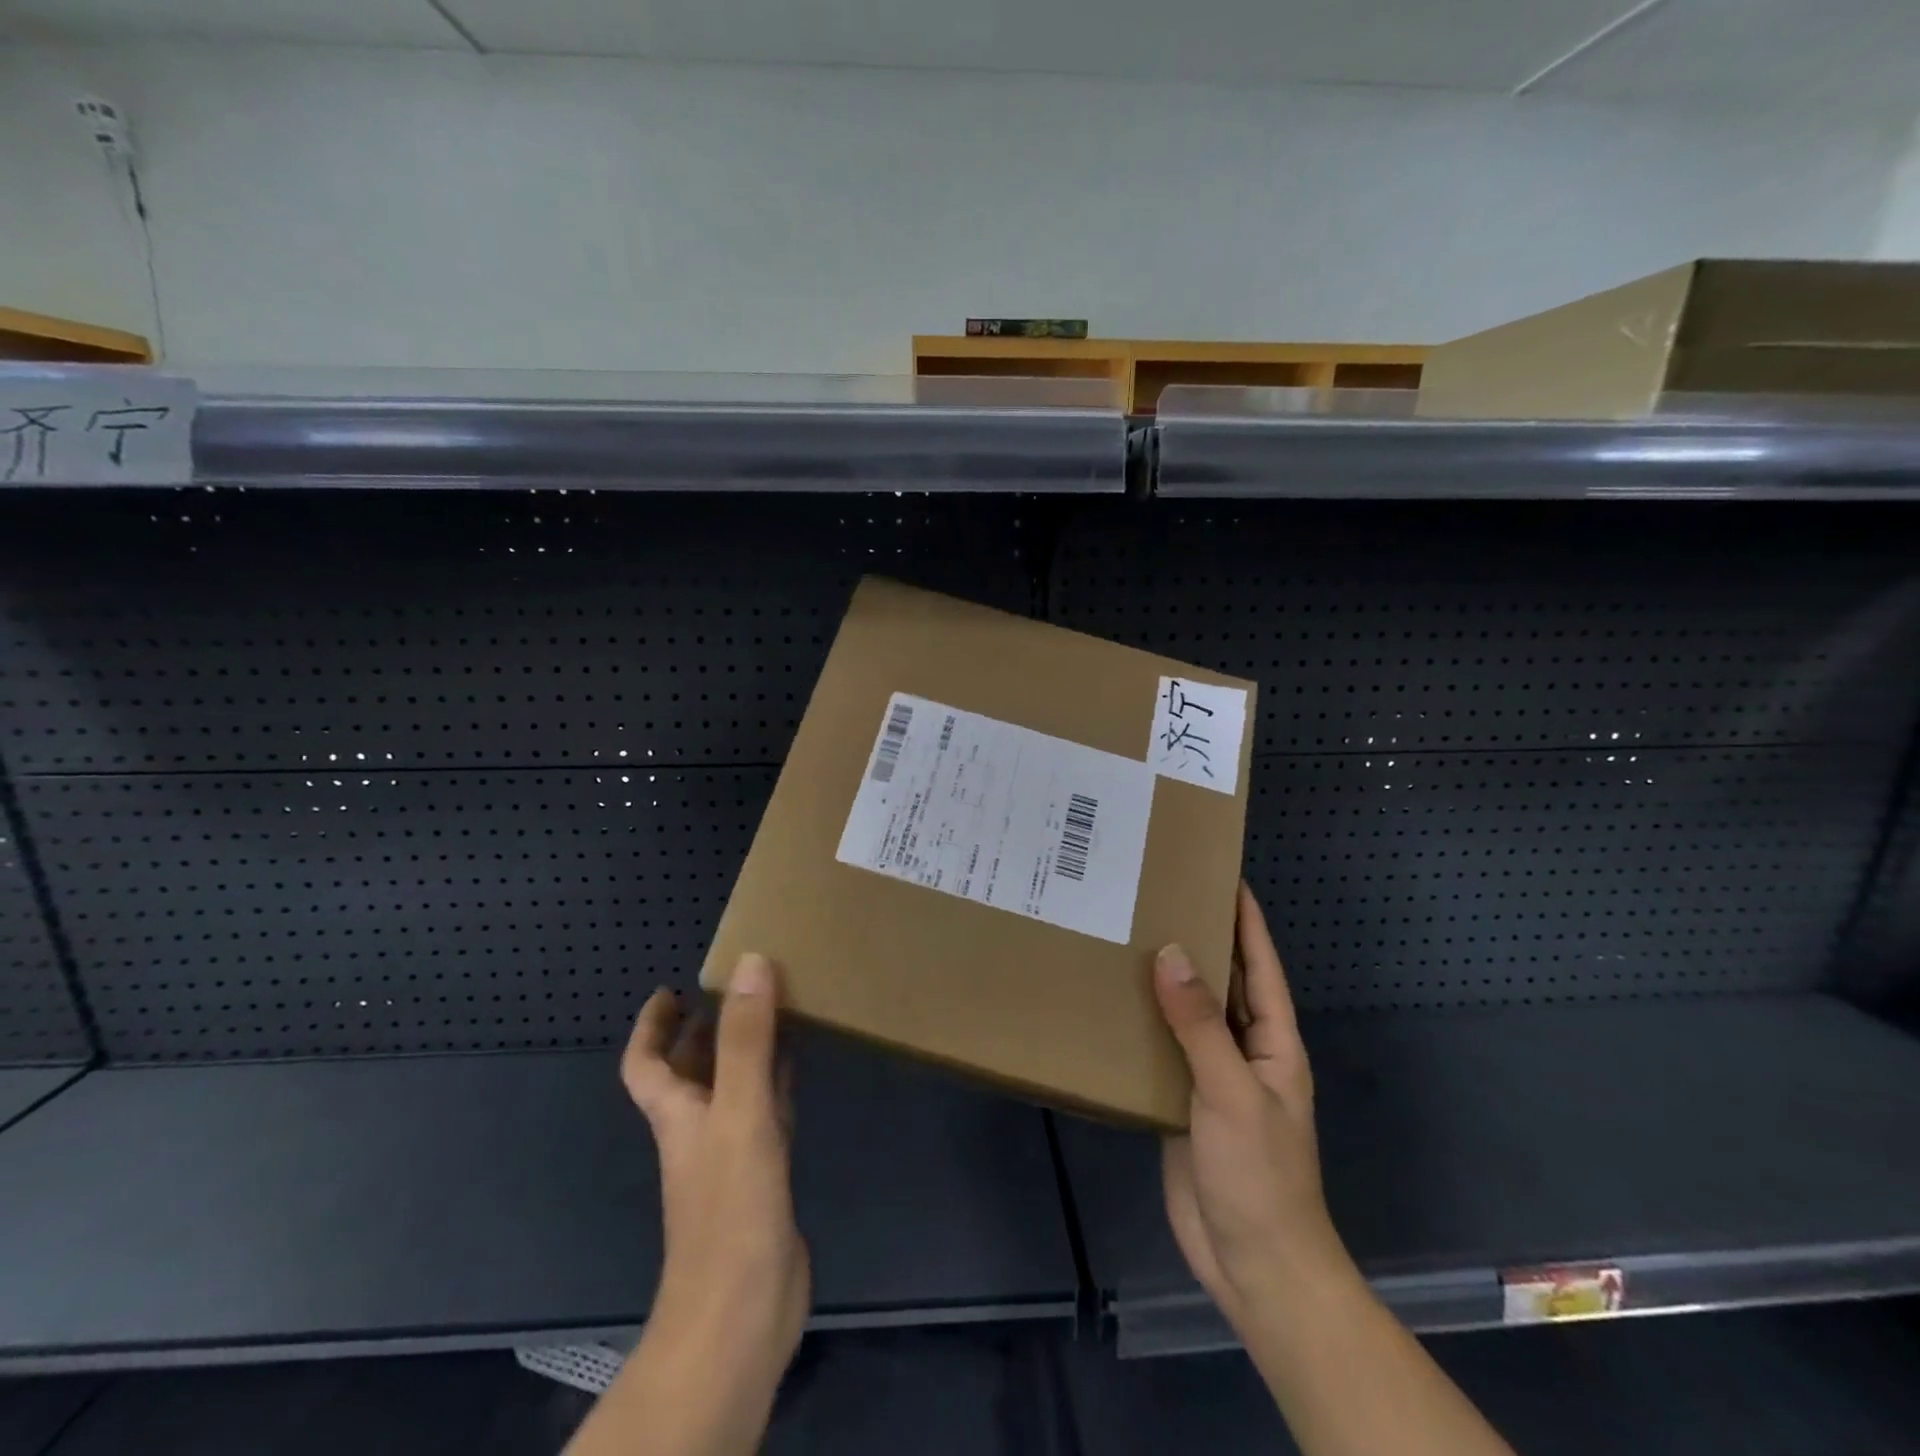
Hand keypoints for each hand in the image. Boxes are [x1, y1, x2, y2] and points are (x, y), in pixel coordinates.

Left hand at [621, 954, 810, 1402]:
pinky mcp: (764, 1177)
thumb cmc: (729, 1209)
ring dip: (745, 1051)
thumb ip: (746, 1040)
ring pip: (732, 1088)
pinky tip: (800, 1069)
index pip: (645, 1064)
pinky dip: (778, 1084)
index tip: (672, 988)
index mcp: (677, 1114)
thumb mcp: (739, 1112)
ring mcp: (732, 1156)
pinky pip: (767, 1113)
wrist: (742, 1315)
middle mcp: (699, 1130)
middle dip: (706, 1028)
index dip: (652, 1026)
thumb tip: (752, 963)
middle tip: (739, 986)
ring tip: (775, 1010)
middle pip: (691, 1070)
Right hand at [1156, 885, 1353, 1335]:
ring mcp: (1211, 1076)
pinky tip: (1109, 1000)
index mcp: (1273, 1041)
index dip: (1245, 918)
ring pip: (1187, 1014)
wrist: (1253, 1265)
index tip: (1220, 873)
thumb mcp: (1232, 1092)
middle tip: (1156, 896)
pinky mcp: (1181, 1100)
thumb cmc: (1259, 1174)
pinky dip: (1142, 1022)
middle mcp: (1244, 1049)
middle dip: (1198, 939)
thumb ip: (1200, 1024)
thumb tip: (1171, 953)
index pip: (1260, 964)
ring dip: (1164, 979)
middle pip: (1221, 982)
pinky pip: (1162, 1048)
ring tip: (1125, 935)